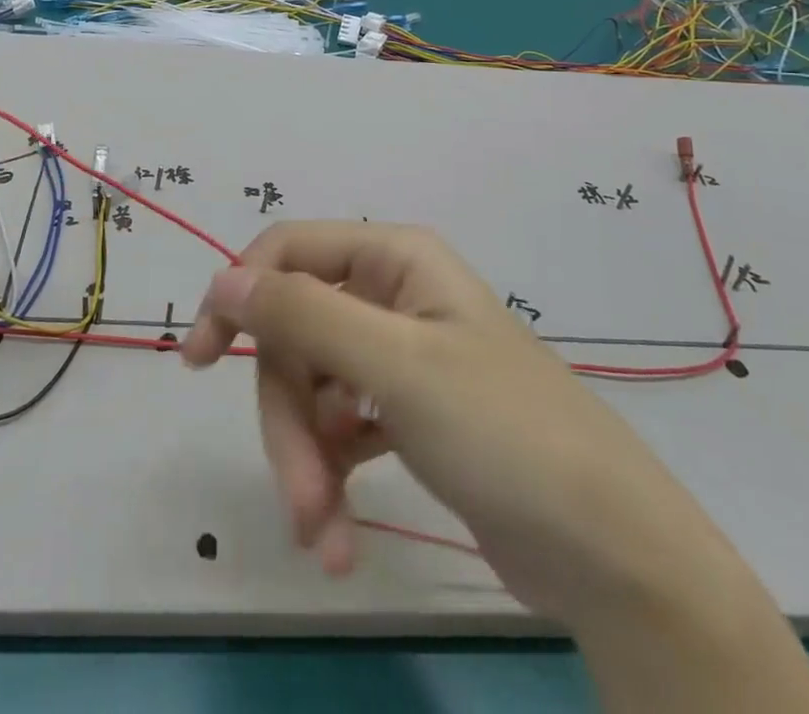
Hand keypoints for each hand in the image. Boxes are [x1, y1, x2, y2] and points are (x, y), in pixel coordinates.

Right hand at [180, 220, 686, 614]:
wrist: (611, 555)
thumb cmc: (503, 433)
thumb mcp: (396, 366)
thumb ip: (303, 314)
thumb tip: (221, 278)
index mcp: (394, 259)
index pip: (287, 253)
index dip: (238, 295)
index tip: (198, 358)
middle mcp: (392, 296)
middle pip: (297, 335)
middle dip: (288, 415)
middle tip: (299, 493)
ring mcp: (398, 358)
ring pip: (313, 388)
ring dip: (307, 460)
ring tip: (324, 535)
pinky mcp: (406, 415)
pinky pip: (340, 428)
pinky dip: (331, 476)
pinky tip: (339, 535)